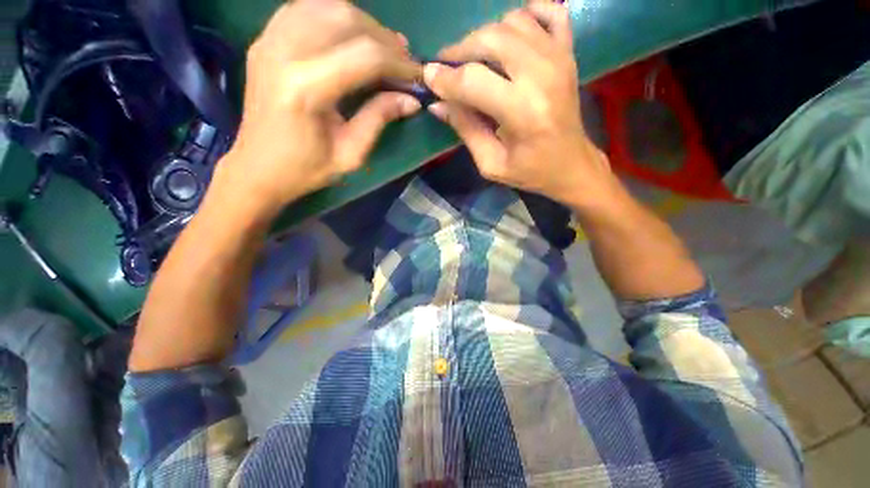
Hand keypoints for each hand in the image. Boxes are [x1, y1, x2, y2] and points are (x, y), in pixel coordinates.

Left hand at [211, 0, 421, 214]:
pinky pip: (305, 9)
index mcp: (306, 88)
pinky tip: (350, 36)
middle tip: (404, 62)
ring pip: (327, 7)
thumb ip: (379, 119)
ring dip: (363, 24)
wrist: (257, 168)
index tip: (418, 76)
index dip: (398, 64)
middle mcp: (284, 52)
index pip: (365, 56)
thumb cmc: (306, 169)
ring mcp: (269, 40)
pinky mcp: (265, 40)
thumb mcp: (351, 154)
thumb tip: (412, 100)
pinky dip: (335, 16)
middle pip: (347, 21)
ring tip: (383, 48)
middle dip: (385, 40)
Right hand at [423, 2, 613, 206]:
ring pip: (512, 21)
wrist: (572, 165)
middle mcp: (542, 75)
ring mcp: (559, 57)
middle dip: (460, 50)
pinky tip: (510, 34)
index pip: (472, 80)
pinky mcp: (569, 52)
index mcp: (522, 112)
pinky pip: (549, 11)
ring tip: (474, 59)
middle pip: (490, 38)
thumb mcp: (490, 163)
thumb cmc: (530, 171)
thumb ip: (465, 129)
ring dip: (485, 35)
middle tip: (447, 67)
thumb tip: (438, 104)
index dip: (444, 77)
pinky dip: (526, 13)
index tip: (428, 77)